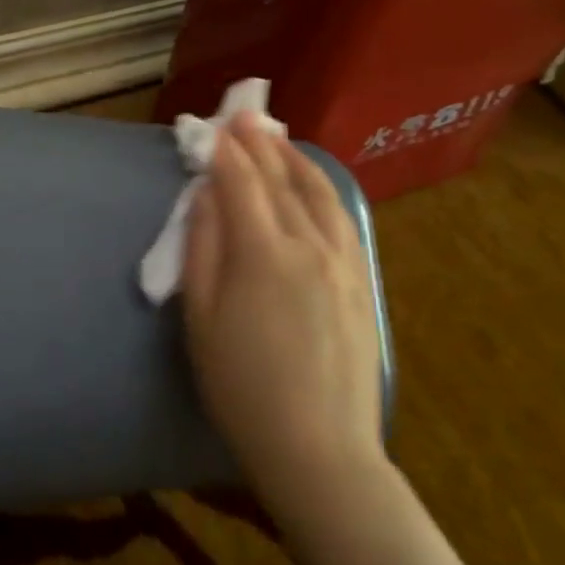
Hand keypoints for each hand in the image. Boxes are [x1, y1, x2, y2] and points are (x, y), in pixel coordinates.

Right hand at [183, 112, 387, 538]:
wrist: (319, 448)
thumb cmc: (242, 386)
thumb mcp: (201, 317)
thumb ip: (202, 247)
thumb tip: (205, 197)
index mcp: (264, 253)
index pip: (241, 184)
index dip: (224, 152)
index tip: (211, 127)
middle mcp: (310, 245)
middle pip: (281, 181)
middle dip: (259, 145)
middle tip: (244, 115)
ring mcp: (344, 263)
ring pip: (319, 194)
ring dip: (294, 160)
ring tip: (277, 138)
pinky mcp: (362, 283)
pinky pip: (342, 219)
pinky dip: (323, 189)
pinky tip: (314, 184)